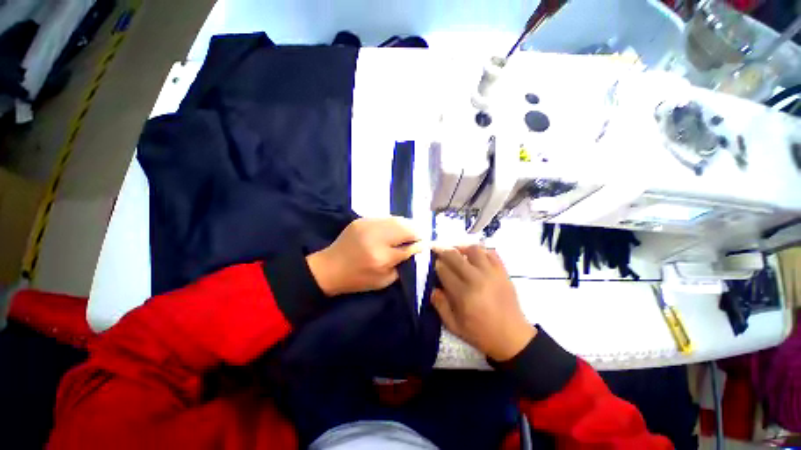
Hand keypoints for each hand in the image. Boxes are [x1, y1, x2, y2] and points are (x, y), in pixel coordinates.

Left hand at [307, 217, 421, 295]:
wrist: (330, 268)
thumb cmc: (357, 279)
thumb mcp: (383, 281)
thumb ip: (402, 265)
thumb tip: (415, 250)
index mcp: (382, 257)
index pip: (409, 247)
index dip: (420, 245)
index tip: (426, 244)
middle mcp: (376, 238)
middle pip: (405, 228)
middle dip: (416, 231)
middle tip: (419, 236)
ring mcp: (368, 225)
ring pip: (396, 219)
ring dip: (407, 224)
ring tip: (410, 231)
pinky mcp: (361, 220)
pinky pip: (385, 218)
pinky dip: (394, 222)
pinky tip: (395, 228)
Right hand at [431, 245, 535, 361]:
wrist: (513, 337)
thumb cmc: (481, 333)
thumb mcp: (454, 326)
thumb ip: (440, 306)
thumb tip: (433, 289)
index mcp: (463, 294)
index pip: (444, 271)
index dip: (437, 265)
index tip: (434, 264)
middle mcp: (477, 279)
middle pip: (455, 256)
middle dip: (442, 250)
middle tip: (437, 248)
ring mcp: (492, 273)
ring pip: (473, 249)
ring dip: (461, 247)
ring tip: (456, 250)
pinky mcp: (503, 272)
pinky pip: (491, 253)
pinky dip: (481, 251)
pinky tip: (475, 256)